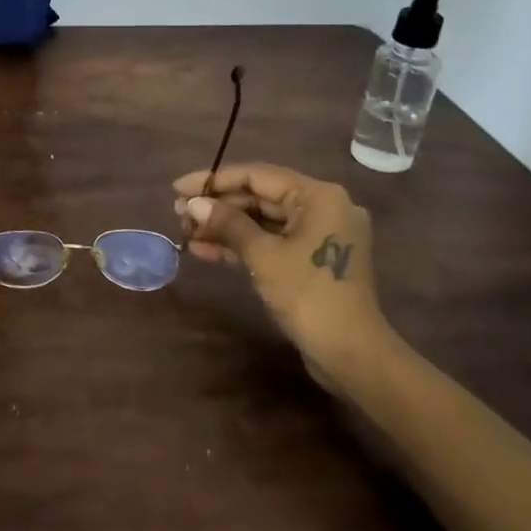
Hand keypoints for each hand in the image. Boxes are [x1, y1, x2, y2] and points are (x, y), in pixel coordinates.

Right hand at [172, 162, 397, 395]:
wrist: (351, 354)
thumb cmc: (308, 295)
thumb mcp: (263, 255)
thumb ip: (227, 223)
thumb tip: (193, 204)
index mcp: (318, 196)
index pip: (257, 176)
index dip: (214, 180)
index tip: (178, 188)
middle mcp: (323, 208)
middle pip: (260, 197)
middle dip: (218, 206)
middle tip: (178, 213)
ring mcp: (319, 236)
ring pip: (263, 222)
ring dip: (225, 228)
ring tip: (185, 232)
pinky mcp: (312, 260)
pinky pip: (272, 242)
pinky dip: (241, 246)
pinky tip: (205, 250)